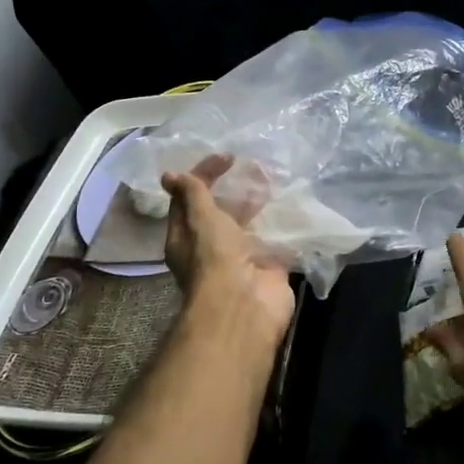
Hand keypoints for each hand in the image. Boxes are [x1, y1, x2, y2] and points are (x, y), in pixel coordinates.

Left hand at [162, 156, 294, 346]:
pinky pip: (275, 240)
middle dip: (236, 189)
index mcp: (186, 237)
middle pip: (222, 211)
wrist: (245, 306)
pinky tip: (293, 204)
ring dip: (260, 204)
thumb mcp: (200, 219)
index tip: (228, 157)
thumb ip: (192, 194)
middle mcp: (212, 248)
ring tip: (275, 179)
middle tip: (256, 166)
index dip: (205, 174)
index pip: (191, 197)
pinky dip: (282, 224)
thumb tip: (170, 174)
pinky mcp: (269, 267)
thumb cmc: (215, 258)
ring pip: (250, 225)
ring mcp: (242, 258)